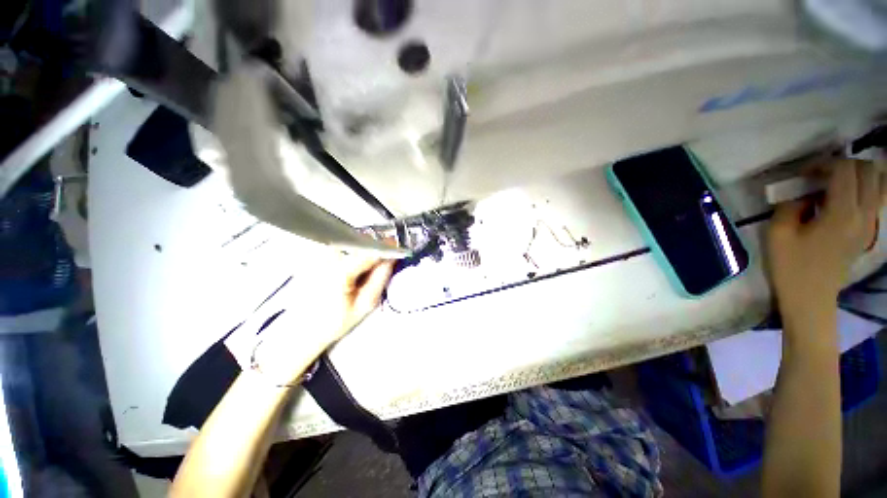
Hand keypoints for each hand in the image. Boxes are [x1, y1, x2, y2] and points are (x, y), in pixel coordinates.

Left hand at [250, 256, 394, 384]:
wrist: (301, 330)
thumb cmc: (334, 322)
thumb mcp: (365, 304)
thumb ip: (380, 278)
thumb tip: (391, 258)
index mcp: (340, 270)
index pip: (369, 250)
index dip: (386, 247)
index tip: (397, 247)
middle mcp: (326, 257)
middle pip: (359, 242)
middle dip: (374, 249)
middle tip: (382, 263)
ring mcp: (318, 256)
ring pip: (350, 243)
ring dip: (362, 251)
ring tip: (363, 271)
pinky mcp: (314, 257)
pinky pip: (340, 248)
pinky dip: (351, 254)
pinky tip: (350, 270)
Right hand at [767, 159, 883, 327]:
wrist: (810, 297)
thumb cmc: (790, 266)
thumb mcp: (778, 233)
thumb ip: (790, 205)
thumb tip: (802, 192)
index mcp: (842, 214)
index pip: (845, 170)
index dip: (824, 163)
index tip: (804, 174)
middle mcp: (864, 215)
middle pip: (867, 171)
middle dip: (843, 165)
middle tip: (820, 176)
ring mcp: (870, 224)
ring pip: (879, 182)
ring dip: (859, 174)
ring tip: (837, 182)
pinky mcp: (869, 231)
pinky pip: (877, 198)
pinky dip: (866, 188)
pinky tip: (846, 197)